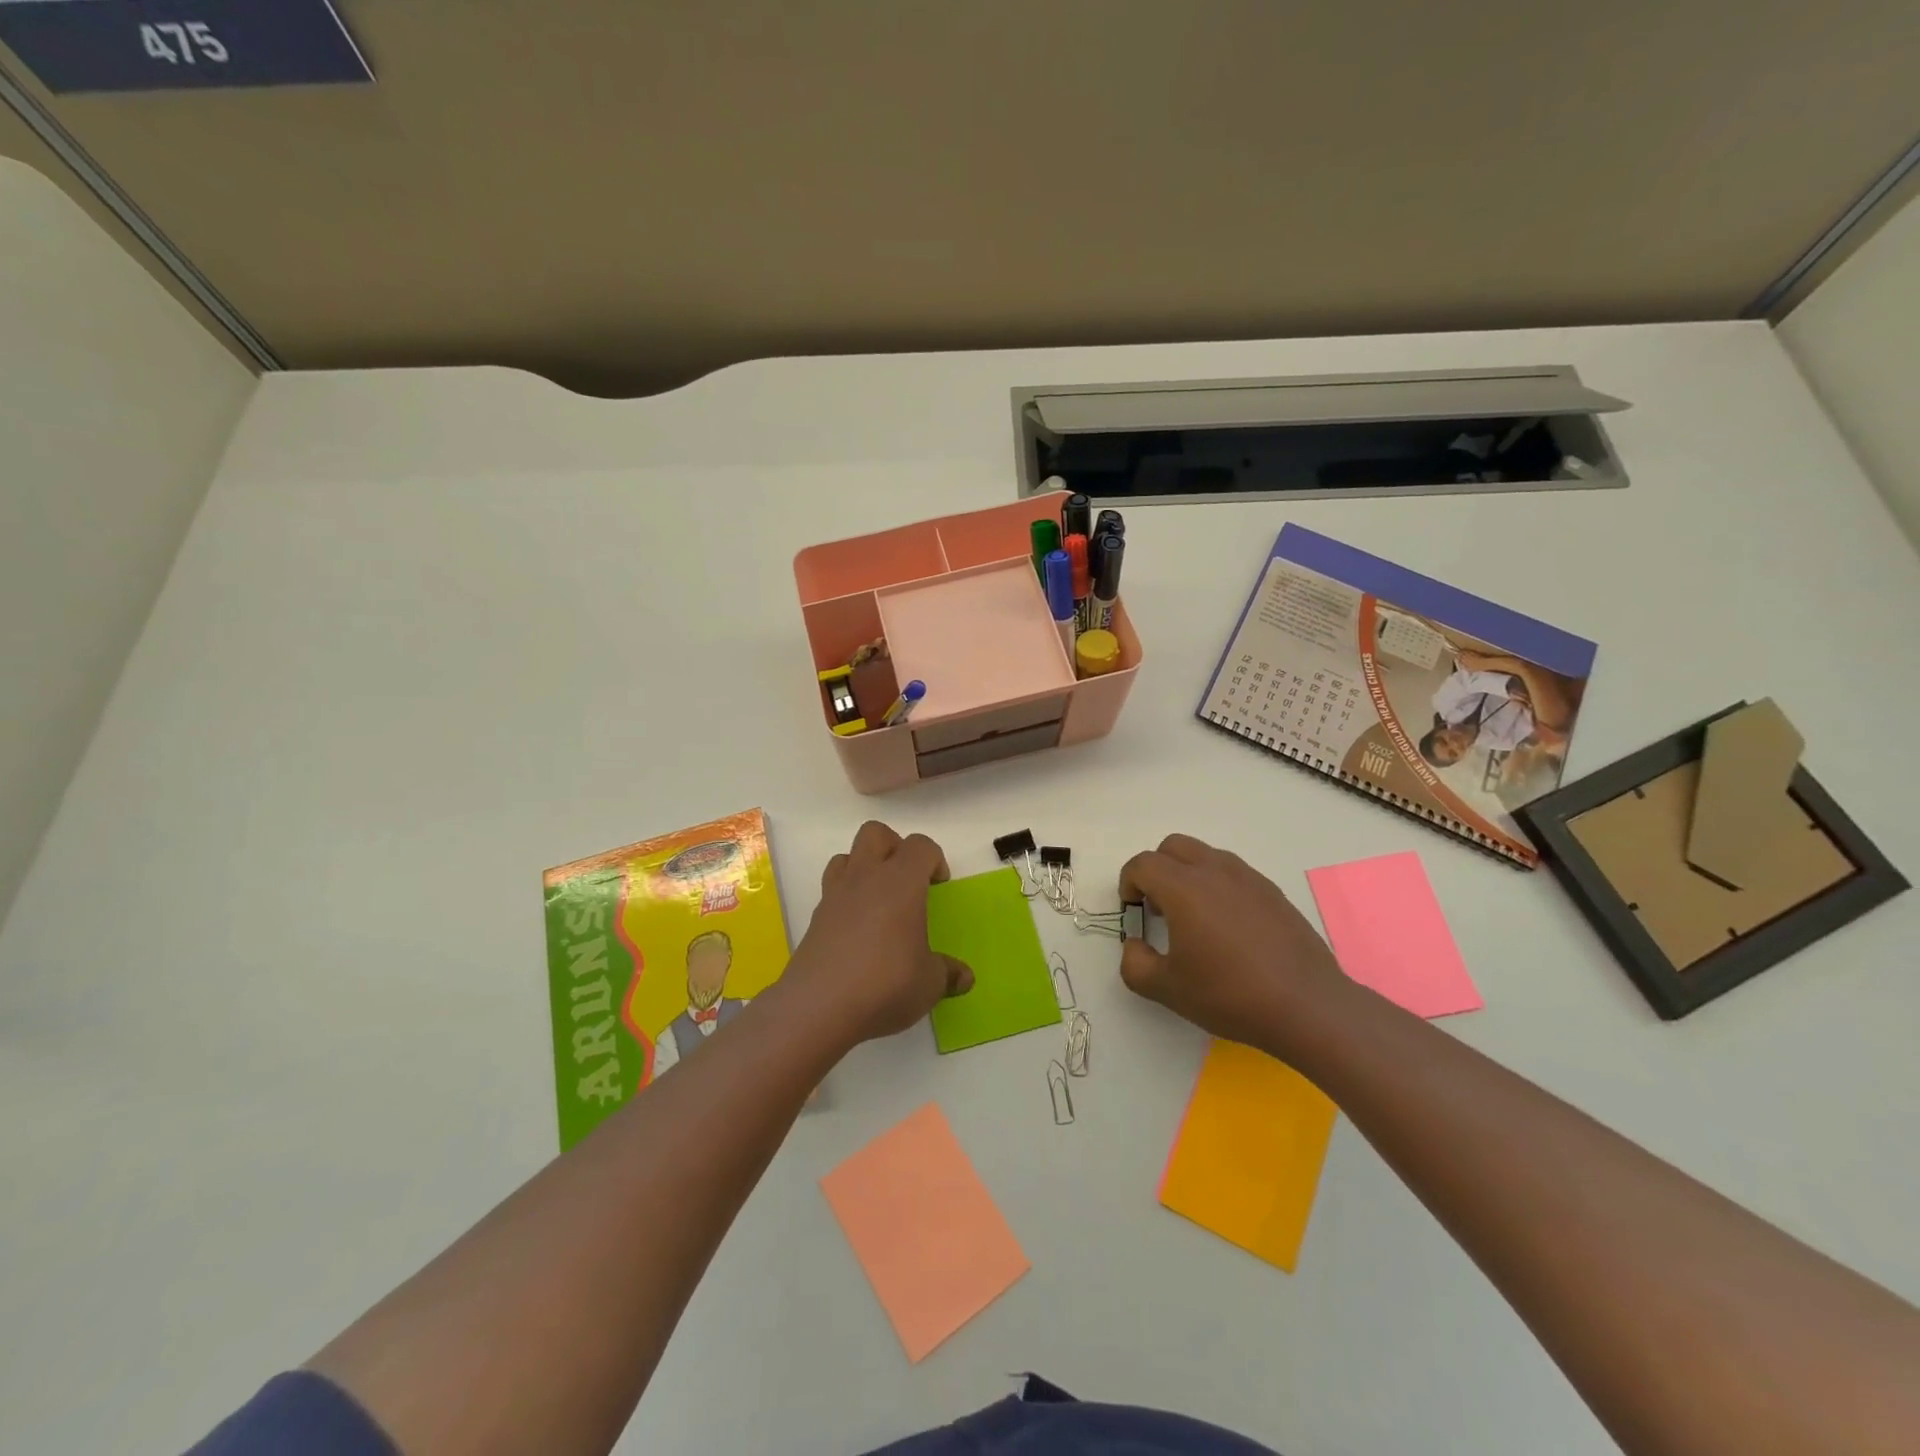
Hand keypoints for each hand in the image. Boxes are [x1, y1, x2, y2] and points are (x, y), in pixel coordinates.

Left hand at [785, 821, 973, 1044]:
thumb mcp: (929, 984)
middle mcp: (865, 878)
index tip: (939, 885)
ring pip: (846, 856)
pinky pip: (831, 891)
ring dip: (864, 868)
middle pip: (875, 833)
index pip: (920, 846)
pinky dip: (846, 900)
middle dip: (894, 847)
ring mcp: (834, 896)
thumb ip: (947, 974)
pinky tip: (858, 932)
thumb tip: (964, 977)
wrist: (817, 1008)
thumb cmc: (885, 984)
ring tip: (879, 901)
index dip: (934, 859)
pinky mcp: (814, 919)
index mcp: (900, 882)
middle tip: (908, 880)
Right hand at [1118, 833, 1349, 1052]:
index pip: (1142, 864)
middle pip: (1172, 846)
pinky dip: (1218, 886)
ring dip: (1188, 874)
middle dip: (1156, 869)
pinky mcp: (1273, 892)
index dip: (1128, 883)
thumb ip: (1135, 963)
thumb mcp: (1166, 989)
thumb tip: (1135, 944)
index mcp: (1183, 888)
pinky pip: (1234, 873)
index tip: (1134, 911)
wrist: (1307, 1006)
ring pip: (1205, 855)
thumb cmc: (1229, 994)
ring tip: (1194, 917)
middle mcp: (1214, 871)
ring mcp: (1248, 878)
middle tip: (1159, 908)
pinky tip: (1228, 928)